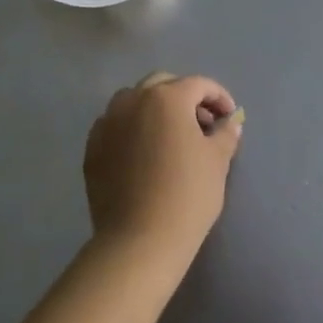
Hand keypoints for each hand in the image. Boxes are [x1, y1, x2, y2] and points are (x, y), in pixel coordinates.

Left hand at [83, 73, 241, 260]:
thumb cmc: (187, 194)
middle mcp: (133, 101)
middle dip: (185, 96)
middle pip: (162, 84)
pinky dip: (132, 128)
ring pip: (133, 101)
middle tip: (202, 122)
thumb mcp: (217, 161)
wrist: (140, 239)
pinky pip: (115, 125)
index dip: (219, 97)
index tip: (230, 117)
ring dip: (155, 108)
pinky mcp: (92, 148)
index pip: (199, 85)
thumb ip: (225, 134)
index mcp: (167, 98)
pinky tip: (144, 152)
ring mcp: (107, 123)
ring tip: (171, 135)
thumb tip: (230, 122)